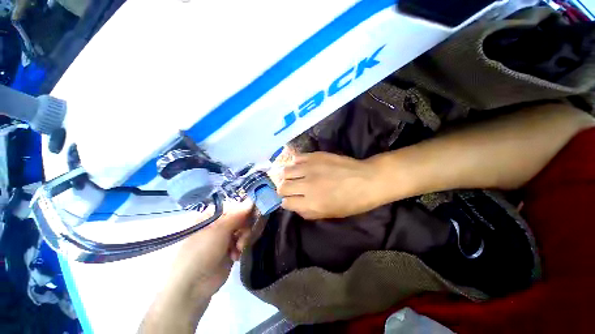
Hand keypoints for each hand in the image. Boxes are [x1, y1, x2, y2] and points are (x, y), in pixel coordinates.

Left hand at [165, 200, 252, 298]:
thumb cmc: (201, 252)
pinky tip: (235, 255)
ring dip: (243, 238)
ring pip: (243, 230)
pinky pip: (242, 242)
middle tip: (244, 235)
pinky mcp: (229, 249)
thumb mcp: (219, 230)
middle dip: (245, 226)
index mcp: (212, 216)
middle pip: (240, 218)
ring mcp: (224, 237)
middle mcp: (218, 225)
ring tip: (239, 248)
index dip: (245, 210)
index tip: (254, 214)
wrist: (193, 286)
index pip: (234, 206)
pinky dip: (241, 247)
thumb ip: (238, 214)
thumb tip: (252, 200)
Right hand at [278, 152, 382, 219]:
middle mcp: (307, 185)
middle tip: (290, 189)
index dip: (287, 202)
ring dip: (287, 176)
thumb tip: (294, 205)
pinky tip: (301, 166)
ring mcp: (310, 168)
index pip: (286, 203)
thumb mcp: (329, 214)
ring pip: (285, 171)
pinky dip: (295, 163)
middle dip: (283, 190)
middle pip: (282, 186)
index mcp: (312, 203)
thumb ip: (308, 212)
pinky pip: (296, 158)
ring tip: (293, 176)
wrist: (367, 180)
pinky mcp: (315, 156)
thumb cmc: (351, 202)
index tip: (291, 200)